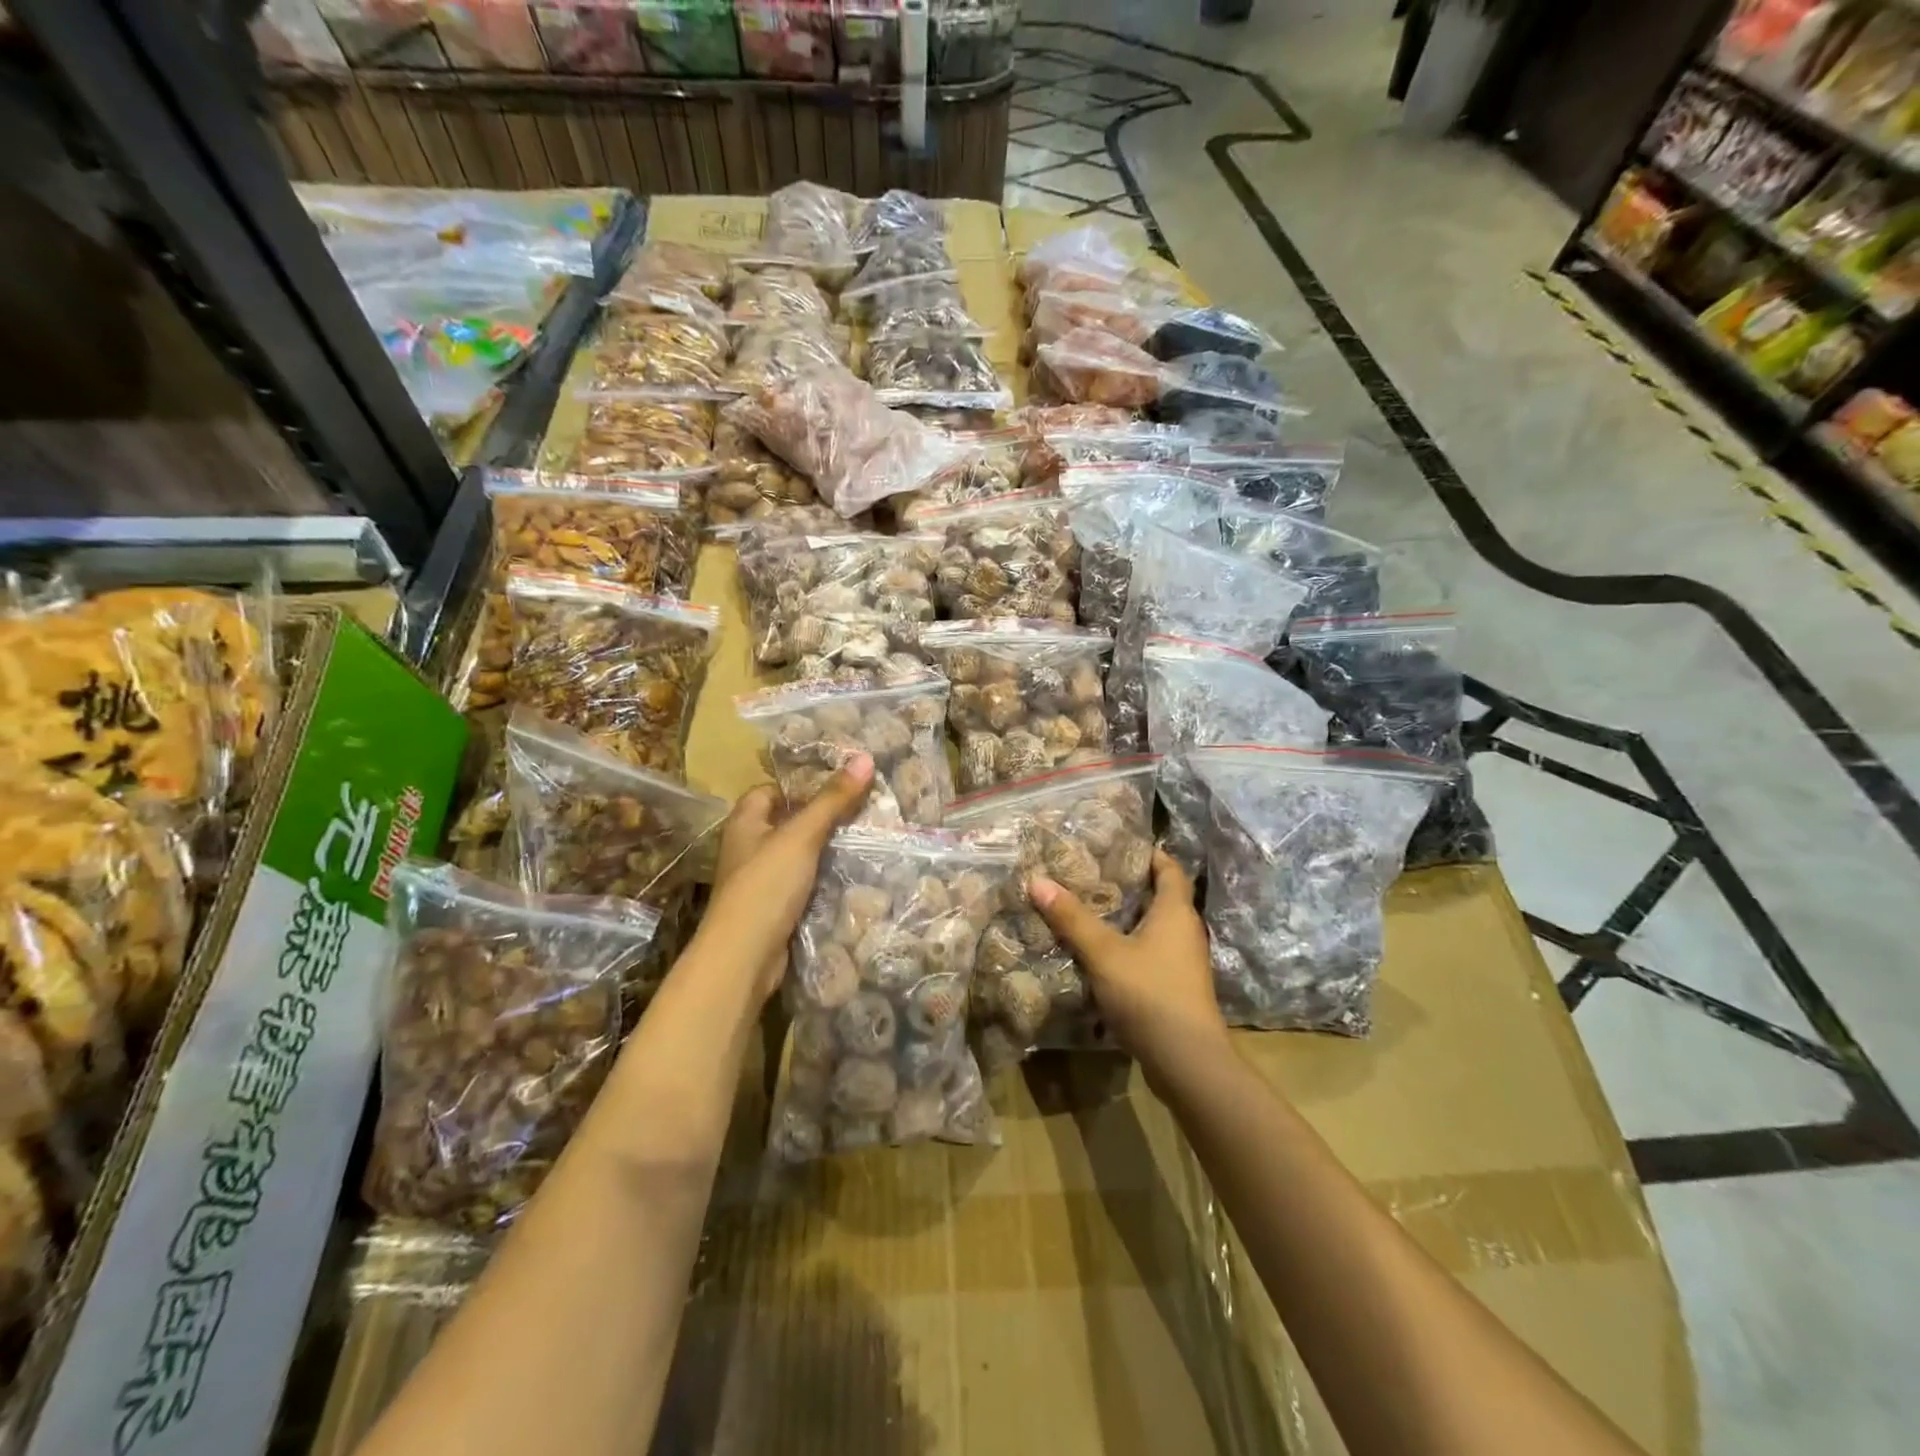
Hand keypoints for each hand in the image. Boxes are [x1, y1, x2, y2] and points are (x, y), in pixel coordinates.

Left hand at [699, 756, 873, 1000]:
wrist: (744, 956)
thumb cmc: (766, 885)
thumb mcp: (802, 836)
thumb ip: (832, 800)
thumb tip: (864, 757)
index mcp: (745, 822)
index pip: (771, 790)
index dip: (800, 785)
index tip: (839, 784)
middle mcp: (748, 847)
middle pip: (787, 821)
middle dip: (820, 816)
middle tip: (861, 809)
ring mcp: (759, 880)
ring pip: (796, 854)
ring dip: (824, 849)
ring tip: (864, 838)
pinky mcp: (773, 908)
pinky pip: (801, 883)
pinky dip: (821, 878)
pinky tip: (849, 875)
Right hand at [1028, 849, 1226, 1077]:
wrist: (1188, 1062)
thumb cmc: (1150, 994)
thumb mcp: (1104, 953)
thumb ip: (1072, 918)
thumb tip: (1037, 880)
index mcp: (1176, 912)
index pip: (1170, 869)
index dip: (1149, 854)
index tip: (1118, 845)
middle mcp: (1186, 931)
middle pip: (1161, 897)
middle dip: (1130, 885)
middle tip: (1091, 875)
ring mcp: (1184, 962)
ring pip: (1155, 928)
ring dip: (1128, 919)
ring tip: (1090, 911)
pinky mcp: (1177, 988)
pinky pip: (1153, 954)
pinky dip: (1130, 947)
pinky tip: (1102, 955)